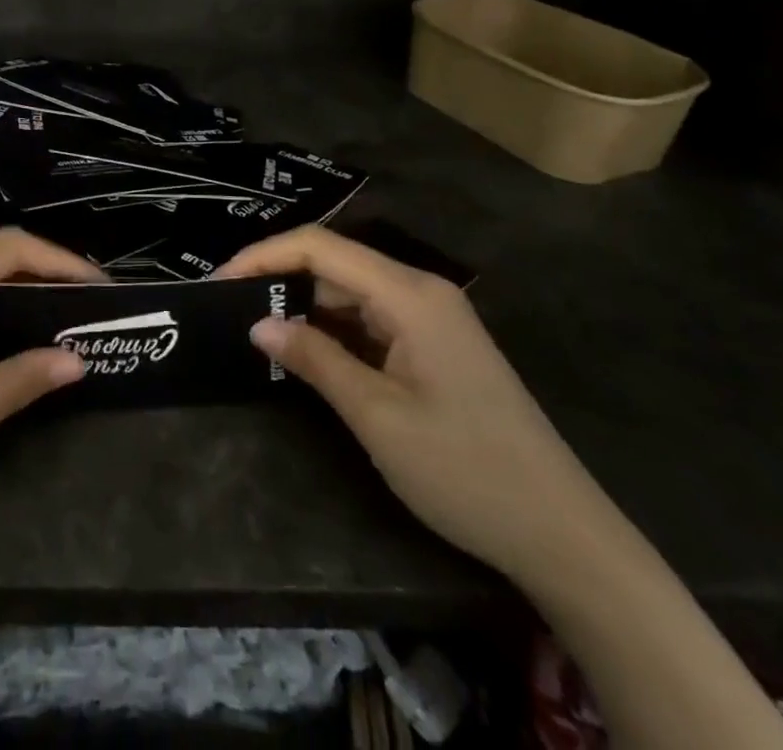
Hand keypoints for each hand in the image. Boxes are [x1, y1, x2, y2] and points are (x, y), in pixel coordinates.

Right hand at [215, 225, 613, 588]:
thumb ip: (314, 359)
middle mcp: (421, 291)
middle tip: (229, 310)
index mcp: (409, 293)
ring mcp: (432, 318)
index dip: (264, 256)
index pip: (320, 247)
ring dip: (305, 306)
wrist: (564, 536)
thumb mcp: (377, 416)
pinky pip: (371, 320)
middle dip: (280, 279)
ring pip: (351, 292)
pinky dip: (334, 330)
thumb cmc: (467, 471)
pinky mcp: (435, 346)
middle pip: (335, 264)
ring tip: (256, 328)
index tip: (218, 283)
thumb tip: (257, 322)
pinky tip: (307, 350)